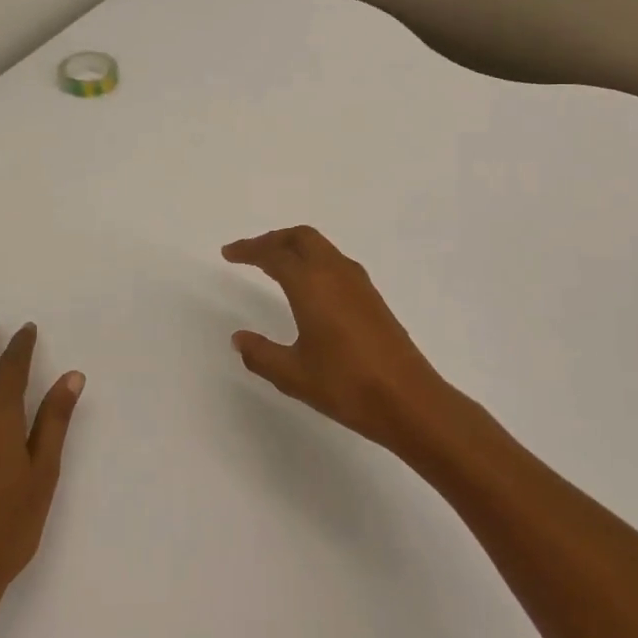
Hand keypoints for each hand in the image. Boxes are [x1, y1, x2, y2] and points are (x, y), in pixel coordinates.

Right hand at [223, 226, 460, 455]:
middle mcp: (335, 273)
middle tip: (250, 253)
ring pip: (322, 247)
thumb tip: (239, 338)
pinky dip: (313, 261)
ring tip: (274, 265)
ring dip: (295, 248)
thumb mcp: (292, 375)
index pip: (274, 254)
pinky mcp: (372, 297)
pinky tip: (308, 287)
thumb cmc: (346, 385)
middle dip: (273, 239)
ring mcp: (358, 283)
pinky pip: (335, 263)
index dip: (249, 250)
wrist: (408, 399)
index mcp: (311, 284)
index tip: (228, 253)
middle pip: (301, 237)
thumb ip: (261, 354)